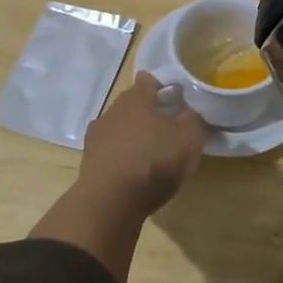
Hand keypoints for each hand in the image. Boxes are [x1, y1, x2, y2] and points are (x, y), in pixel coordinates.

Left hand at [74, 72, 209, 220]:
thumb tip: (190, 114)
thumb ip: (194, 120)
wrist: (110, 201)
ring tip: (150, 152)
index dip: (162, 86)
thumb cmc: (153, 161)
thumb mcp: (189, 138)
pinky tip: (133, 170)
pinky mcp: (89, 161)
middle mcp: (113, 110)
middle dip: (148, 112)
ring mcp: (96, 136)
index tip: (175, 98)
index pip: (148, 81)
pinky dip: (121, 156)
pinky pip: (110, 151)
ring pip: (119, 127)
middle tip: (168, 126)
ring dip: (132, 135)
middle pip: (132, 104)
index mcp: (136, 98)